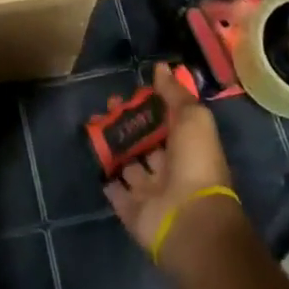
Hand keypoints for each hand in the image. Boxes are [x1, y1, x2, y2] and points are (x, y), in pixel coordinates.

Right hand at [104, 64, 237, 268]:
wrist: (189, 220)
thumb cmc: (195, 163)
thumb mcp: (193, 118)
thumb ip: (175, 94)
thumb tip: (161, 67)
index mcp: (187, 147)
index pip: (166, 121)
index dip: (150, 105)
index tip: (131, 89)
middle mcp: (169, 168)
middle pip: (145, 141)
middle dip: (128, 122)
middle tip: (108, 103)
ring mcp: (149, 191)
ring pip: (127, 162)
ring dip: (113, 144)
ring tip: (94, 121)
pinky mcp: (131, 210)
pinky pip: (115, 190)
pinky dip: (106, 175)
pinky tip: (93, 154)